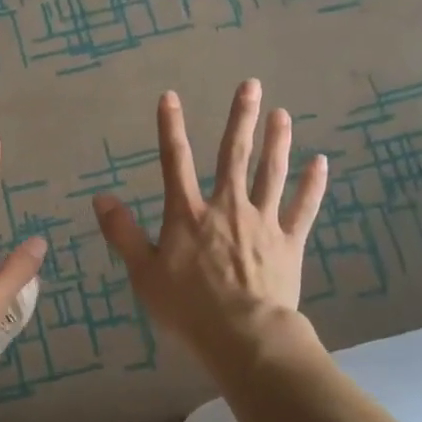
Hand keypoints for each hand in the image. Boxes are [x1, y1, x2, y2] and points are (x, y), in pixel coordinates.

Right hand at [92, 80, 325, 369]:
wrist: (244, 336)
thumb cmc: (188, 308)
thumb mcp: (143, 273)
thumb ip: (122, 233)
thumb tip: (100, 198)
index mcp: (188, 214)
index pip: (175, 162)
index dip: (170, 127)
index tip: (170, 97)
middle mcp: (227, 207)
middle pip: (234, 155)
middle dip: (241, 118)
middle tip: (252, 85)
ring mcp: (262, 222)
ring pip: (271, 173)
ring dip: (277, 141)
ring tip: (283, 113)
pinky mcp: (289, 242)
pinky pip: (303, 208)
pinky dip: (312, 185)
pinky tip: (321, 162)